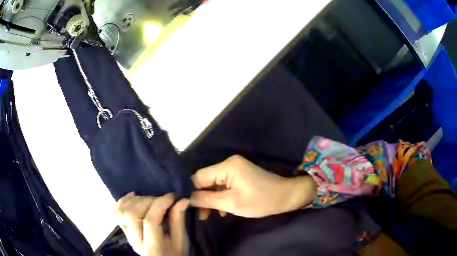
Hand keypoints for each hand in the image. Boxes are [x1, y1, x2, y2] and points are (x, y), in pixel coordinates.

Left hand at [115, 192, 188, 255]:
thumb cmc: (174, 253)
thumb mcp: (180, 241)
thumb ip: (178, 221)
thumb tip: (183, 200)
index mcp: (153, 246)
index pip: (150, 221)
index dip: (160, 204)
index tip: (172, 196)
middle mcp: (135, 240)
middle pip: (132, 214)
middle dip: (148, 201)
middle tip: (162, 200)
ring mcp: (127, 234)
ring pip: (122, 211)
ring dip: (136, 201)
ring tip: (150, 200)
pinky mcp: (124, 229)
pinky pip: (117, 211)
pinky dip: (124, 201)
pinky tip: (134, 196)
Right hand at [190, 155, 316, 217]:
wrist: (285, 197)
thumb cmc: (260, 201)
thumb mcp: (231, 203)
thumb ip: (207, 200)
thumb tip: (188, 198)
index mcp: (227, 166)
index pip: (199, 176)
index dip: (193, 191)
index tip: (191, 207)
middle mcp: (229, 164)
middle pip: (207, 180)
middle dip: (203, 197)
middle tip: (203, 216)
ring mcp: (235, 169)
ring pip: (215, 184)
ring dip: (213, 199)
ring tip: (212, 215)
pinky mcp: (240, 175)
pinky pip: (224, 185)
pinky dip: (222, 197)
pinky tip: (224, 210)